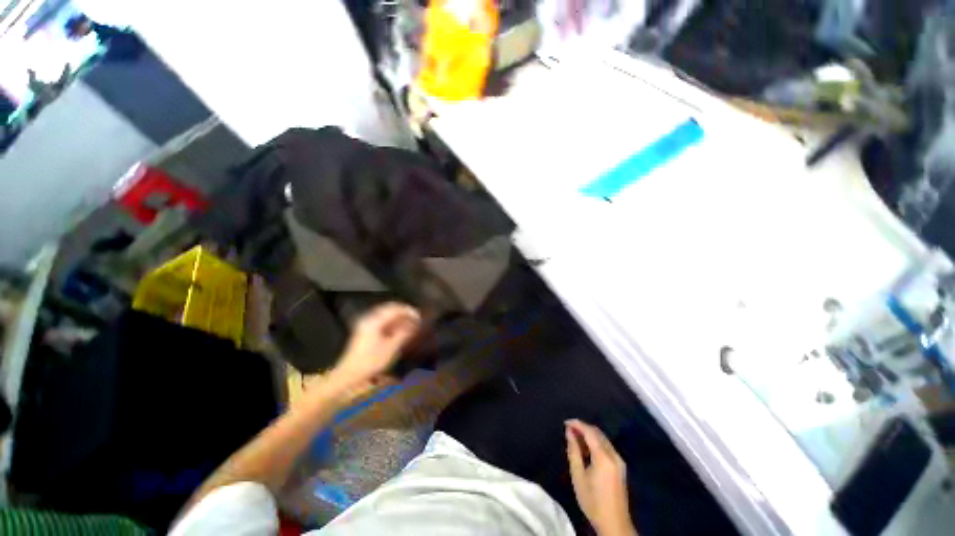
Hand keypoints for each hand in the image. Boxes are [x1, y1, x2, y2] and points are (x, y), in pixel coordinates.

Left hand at [330, 302, 420, 388]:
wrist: (349, 375)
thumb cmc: (370, 362)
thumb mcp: (390, 348)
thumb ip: (403, 334)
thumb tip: (414, 325)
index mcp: (374, 321)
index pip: (395, 309)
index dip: (408, 311)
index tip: (419, 316)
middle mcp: (369, 319)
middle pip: (390, 309)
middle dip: (404, 312)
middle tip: (416, 318)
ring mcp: (366, 324)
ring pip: (386, 314)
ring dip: (399, 317)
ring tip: (410, 324)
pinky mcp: (366, 330)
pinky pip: (382, 320)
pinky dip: (393, 322)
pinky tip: (400, 329)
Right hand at [566, 419, 636, 535]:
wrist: (614, 524)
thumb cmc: (592, 501)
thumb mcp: (578, 476)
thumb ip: (573, 451)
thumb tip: (569, 432)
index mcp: (604, 457)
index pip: (590, 432)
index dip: (577, 424)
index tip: (565, 422)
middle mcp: (614, 455)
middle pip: (597, 433)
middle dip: (583, 428)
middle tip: (568, 429)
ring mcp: (619, 460)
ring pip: (603, 438)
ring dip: (589, 434)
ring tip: (575, 437)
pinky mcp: (620, 466)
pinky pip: (606, 446)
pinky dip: (595, 442)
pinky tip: (586, 448)